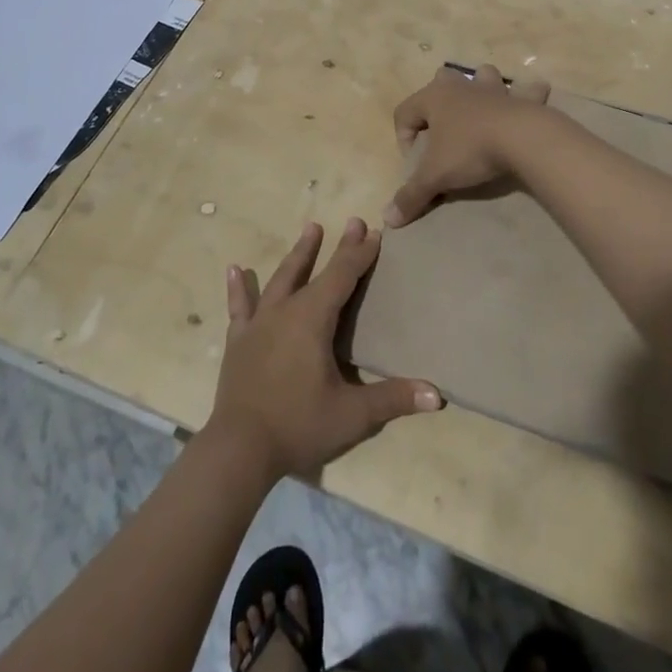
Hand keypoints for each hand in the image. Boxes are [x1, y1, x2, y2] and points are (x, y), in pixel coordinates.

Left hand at [208, 219, 442, 480]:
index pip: (343, 276)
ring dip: (298, 255)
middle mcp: (286, 311)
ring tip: (311, 228)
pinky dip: (239, 288)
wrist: (238, 450)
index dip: (360, 254)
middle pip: (315, 271)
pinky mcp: (238, 342)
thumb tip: (437, 395)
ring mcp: (258, 324)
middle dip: (337, 247)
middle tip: (353, 221)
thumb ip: (393, 399)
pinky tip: (234, 269)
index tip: (375, 233)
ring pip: (281, 279)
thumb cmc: (298, 425)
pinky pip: (240, 307)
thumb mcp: (352, 414)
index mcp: (313, 319)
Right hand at [385, 64, 551, 226]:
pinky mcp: (521, 97)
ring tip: (480, 111)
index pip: (404, 112)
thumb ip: (411, 195)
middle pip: (441, 81)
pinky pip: (526, 90)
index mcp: (434, 97)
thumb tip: (389, 218)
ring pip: (481, 75)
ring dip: (479, 87)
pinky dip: (527, 94)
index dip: (403, 139)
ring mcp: (493, 88)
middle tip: (443, 130)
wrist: (521, 138)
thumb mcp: (435, 176)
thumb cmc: (470, 150)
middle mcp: (461, 86)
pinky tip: (526, 105)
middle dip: (438, 101)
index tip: (416, 164)